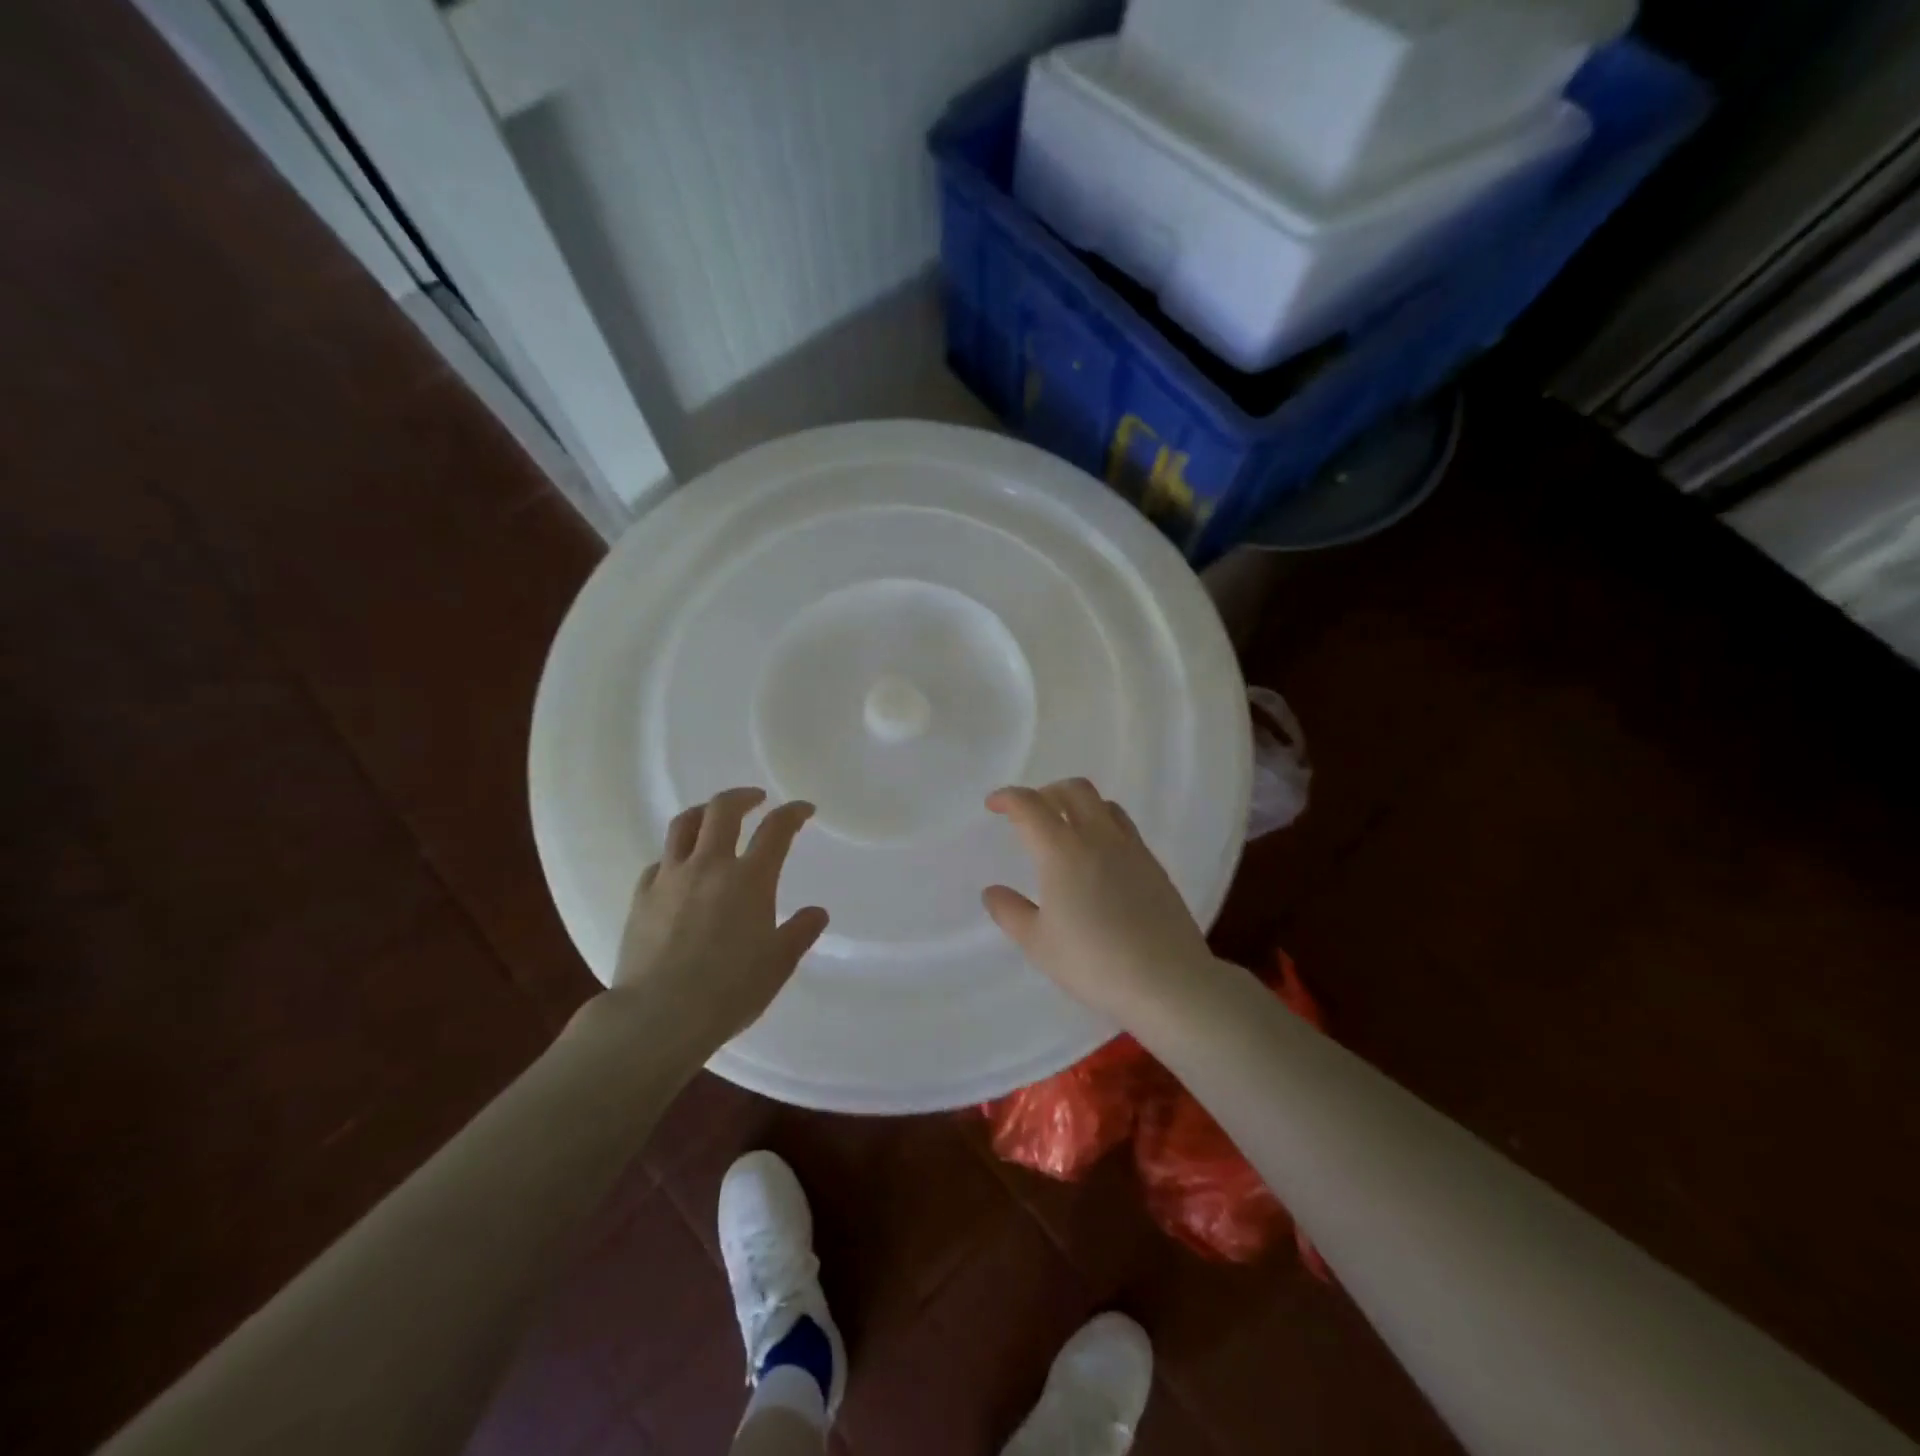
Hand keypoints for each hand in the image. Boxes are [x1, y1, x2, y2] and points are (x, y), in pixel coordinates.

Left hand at [610, 787, 828, 1054]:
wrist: (658, 1016)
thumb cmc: (729, 991)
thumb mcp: (777, 965)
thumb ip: (799, 933)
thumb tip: (816, 913)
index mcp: (750, 879)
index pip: (776, 829)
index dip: (793, 813)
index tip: (803, 810)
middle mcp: (710, 866)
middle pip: (723, 810)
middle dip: (743, 797)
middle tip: (756, 800)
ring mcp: (670, 878)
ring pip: (683, 825)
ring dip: (703, 813)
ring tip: (713, 817)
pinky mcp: (641, 897)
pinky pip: (659, 862)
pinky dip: (675, 856)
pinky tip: (679, 869)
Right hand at [982, 778, 1215, 1025]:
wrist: (1167, 981)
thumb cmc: (1093, 962)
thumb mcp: (1038, 944)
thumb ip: (1011, 912)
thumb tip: (992, 891)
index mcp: (1062, 851)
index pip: (1030, 805)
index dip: (1008, 798)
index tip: (994, 805)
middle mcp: (1098, 838)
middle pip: (1073, 790)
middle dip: (1047, 793)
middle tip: (1031, 813)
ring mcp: (1131, 849)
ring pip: (1104, 804)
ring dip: (1079, 805)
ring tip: (1067, 830)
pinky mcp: (1154, 866)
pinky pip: (1125, 828)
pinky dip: (1104, 826)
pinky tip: (1100, 859)